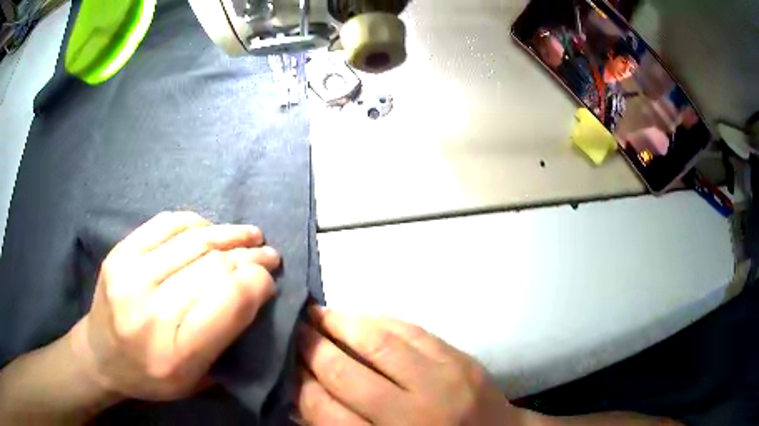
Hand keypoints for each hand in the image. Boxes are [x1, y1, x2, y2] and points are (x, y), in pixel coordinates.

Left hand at [70, 212, 280, 400]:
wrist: (100, 356)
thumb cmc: (152, 377)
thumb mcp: (197, 379)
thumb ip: (226, 340)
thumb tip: (253, 292)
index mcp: (177, 353)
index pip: (229, 302)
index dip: (257, 283)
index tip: (270, 280)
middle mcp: (151, 311)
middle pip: (212, 267)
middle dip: (250, 256)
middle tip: (269, 254)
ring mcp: (130, 275)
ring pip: (192, 241)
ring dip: (228, 233)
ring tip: (249, 234)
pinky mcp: (119, 253)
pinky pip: (165, 225)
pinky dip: (194, 223)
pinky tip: (210, 228)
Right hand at [296, 307, 529, 425]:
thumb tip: (300, 394)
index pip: (325, 410)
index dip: (299, 383)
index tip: (285, 362)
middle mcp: (413, 414)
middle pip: (345, 373)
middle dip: (311, 347)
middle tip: (293, 329)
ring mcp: (442, 382)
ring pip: (378, 343)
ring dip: (341, 323)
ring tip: (318, 314)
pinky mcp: (461, 359)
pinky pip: (412, 330)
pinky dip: (379, 320)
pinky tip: (360, 316)